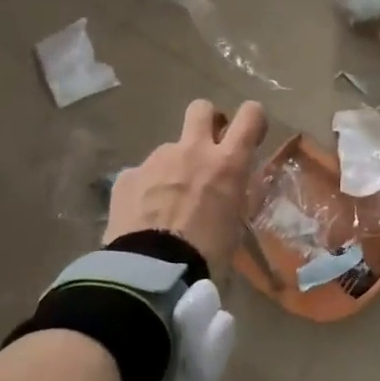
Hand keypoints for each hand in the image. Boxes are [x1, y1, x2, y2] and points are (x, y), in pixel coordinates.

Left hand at [106, 100, 268, 277]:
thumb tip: (234, 185)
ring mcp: (155, 160)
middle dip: (207, 121)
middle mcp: (192, 151)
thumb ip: (236, 195)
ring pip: (170, 150)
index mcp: (227, 163)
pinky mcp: (127, 176)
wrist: (154, 271)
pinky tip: (144, 216)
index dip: (252, 119)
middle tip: (208, 149)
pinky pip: (142, 175)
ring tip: (168, 205)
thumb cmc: (208, 254)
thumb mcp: (236, 225)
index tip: (249, 136)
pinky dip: (146, 190)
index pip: (250, 115)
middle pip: (201, 109)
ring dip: (173, 167)